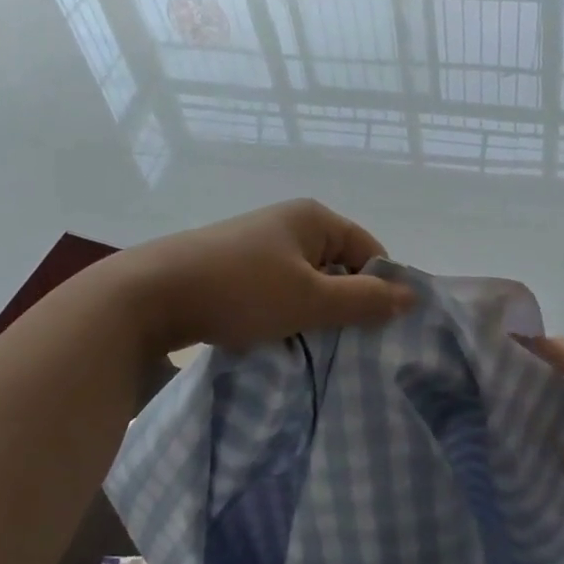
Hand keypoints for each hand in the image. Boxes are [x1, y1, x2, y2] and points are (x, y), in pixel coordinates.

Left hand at [119, 200, 415, 352]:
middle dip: (344, 304)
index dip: (378, 288)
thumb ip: (364, 300)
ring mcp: (257, 244)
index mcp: (313, 218)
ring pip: (306, 283)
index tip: (373, 329)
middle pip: (338, 266)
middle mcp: (288, 223)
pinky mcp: (233, 267)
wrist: (151, 295)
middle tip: (344, 343)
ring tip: (308, 345)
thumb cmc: (241, 290)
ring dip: (312, 313)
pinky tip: (275, 337)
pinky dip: (283, 313)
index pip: (369, 251)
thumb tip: (412, 296)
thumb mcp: (311, 299)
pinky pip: (277, 290)